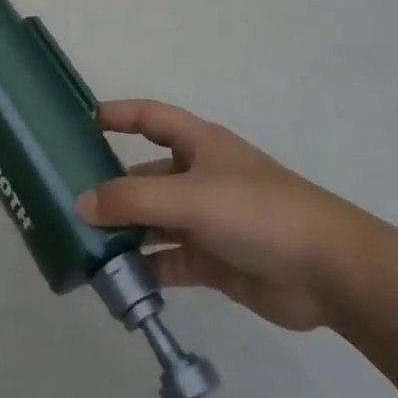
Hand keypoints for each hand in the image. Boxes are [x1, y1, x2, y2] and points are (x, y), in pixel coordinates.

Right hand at [75, 101, 369, 331]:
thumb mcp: (190, 197)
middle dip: (111, 187)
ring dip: (123, 233)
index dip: (118, 114)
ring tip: (82, 245)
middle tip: (67, 200)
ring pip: (152, 221)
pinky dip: (143, 270)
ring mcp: (205, 221)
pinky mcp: (212, 260)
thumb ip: (133, 200)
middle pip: (145, 174)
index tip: (79, 122)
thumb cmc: (258, 212)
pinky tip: (115, 282)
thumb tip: (80, 204)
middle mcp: (198, 177)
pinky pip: (166, 260)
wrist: (329, 272)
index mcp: (199, 145)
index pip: (150, 118)